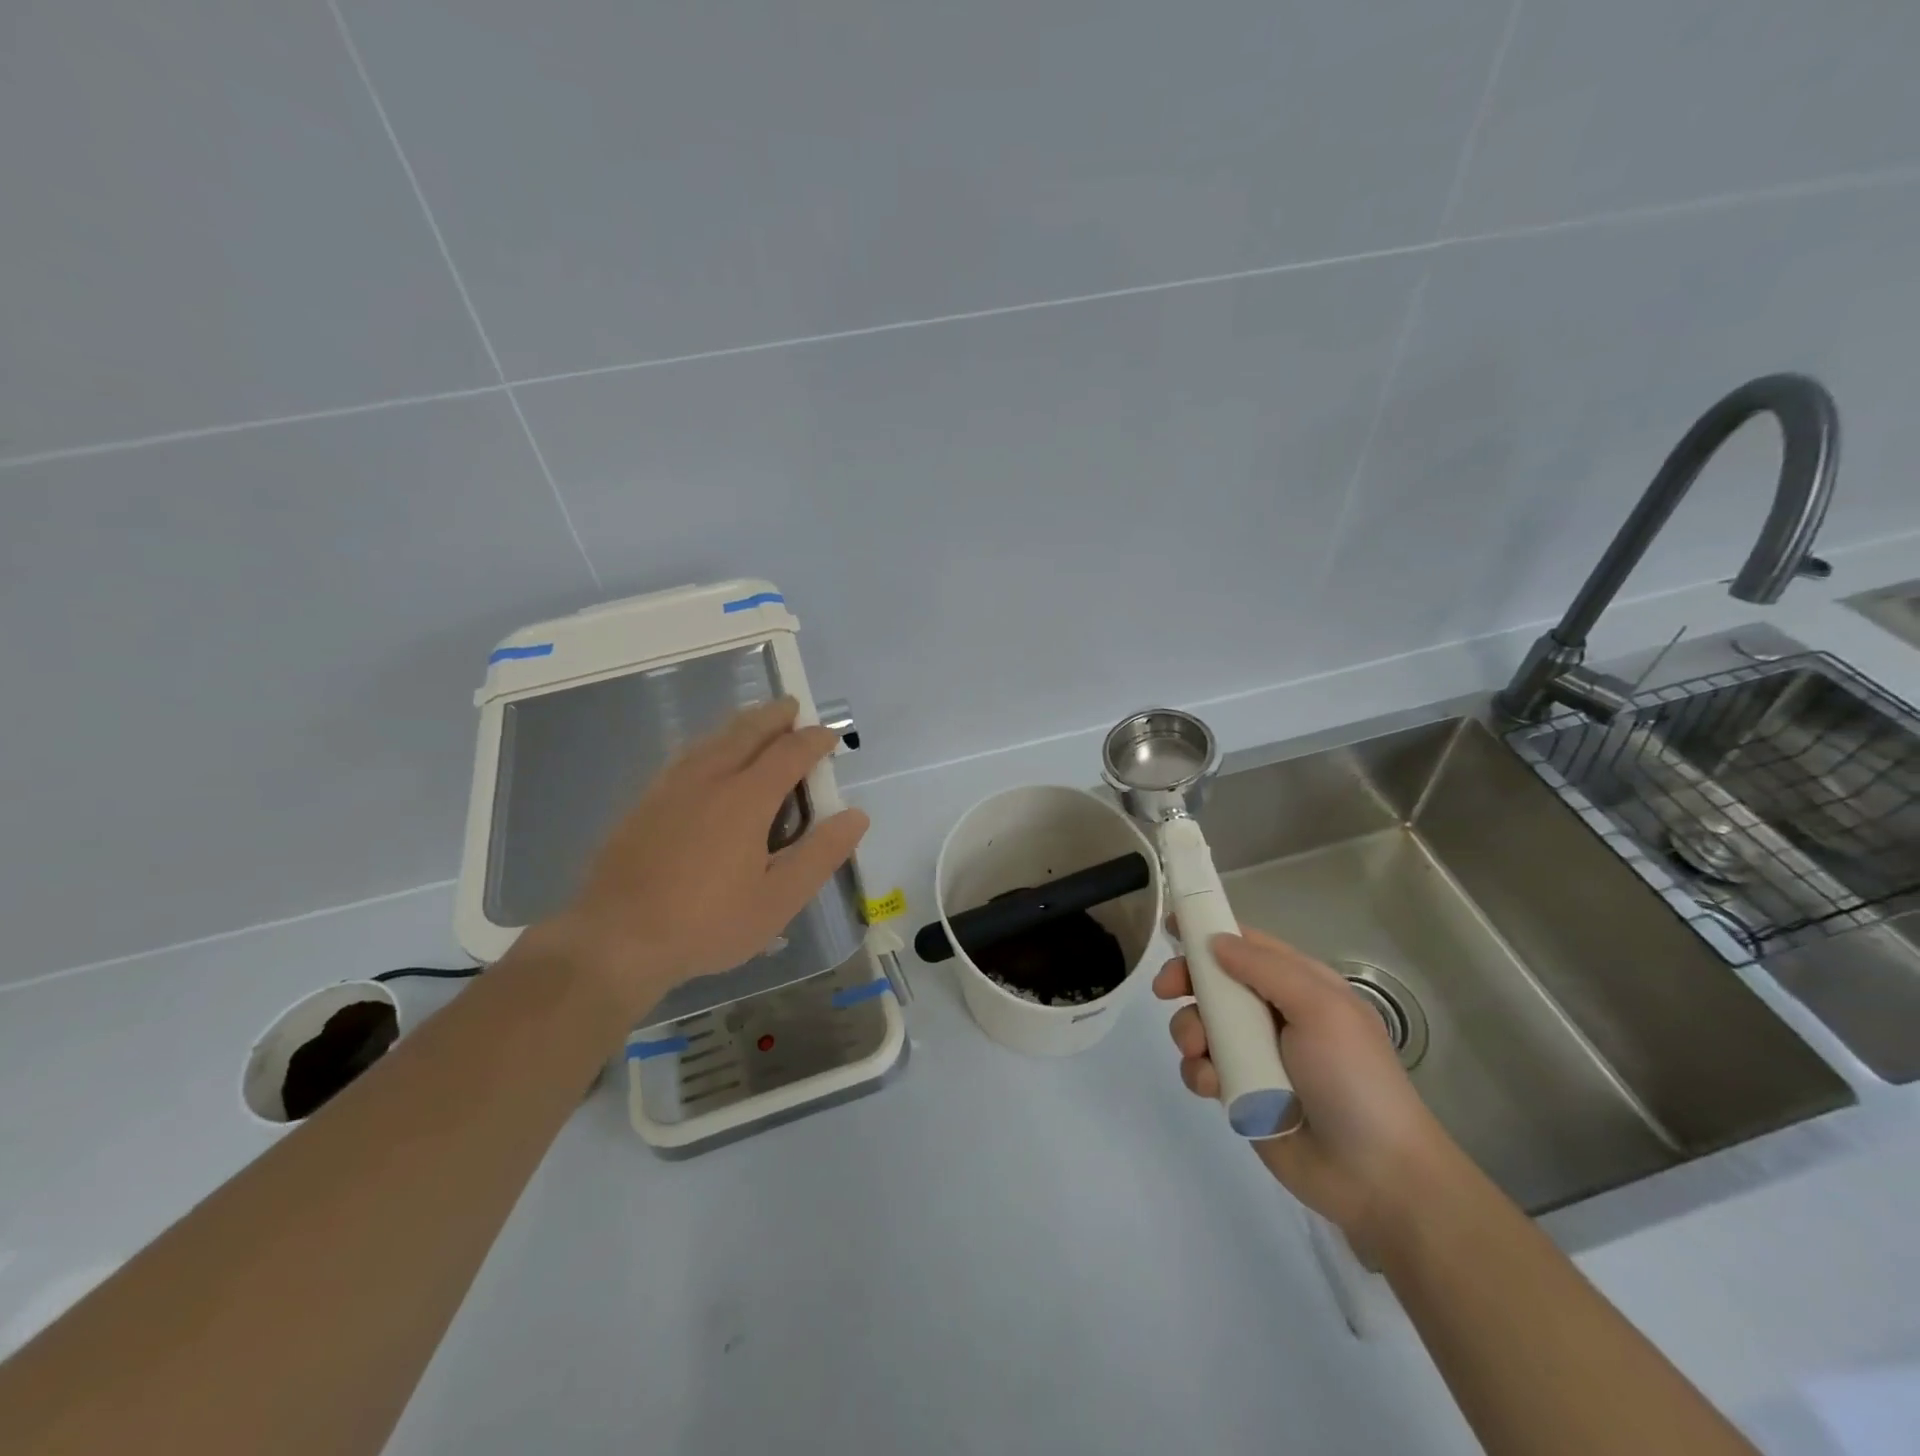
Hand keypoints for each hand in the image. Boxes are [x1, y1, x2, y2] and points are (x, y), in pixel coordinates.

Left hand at [539, 698, 868, 1015]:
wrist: (615, 939)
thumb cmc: (707, 923)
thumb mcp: (778, 900)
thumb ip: (820, 854)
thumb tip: (856, 815)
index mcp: (746, 798)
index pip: (789, 752)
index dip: (814, 740)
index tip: (830, 736)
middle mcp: (709, 779)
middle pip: (747, 731)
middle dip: (775, 716)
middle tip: (793, 707)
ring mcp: (671, 787)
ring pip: (712, 739)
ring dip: (741, 724)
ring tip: (756, 722)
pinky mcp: (644, 802)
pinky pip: (686, 755)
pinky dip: (710, 743)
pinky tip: (706, 756)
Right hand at [1154, 926, 1453, 1255]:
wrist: (1376, 1177)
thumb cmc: (1354, 1080)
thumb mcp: (1321, 1009)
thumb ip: (1265, 969)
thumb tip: (1215, 942)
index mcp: (1300, 986)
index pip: (1247, 945)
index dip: (1209, 932)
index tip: (1170, 927)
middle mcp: (1274, 1014)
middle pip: (1214, 982)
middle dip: (1186, 982)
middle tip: (1165, 990)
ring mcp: (1255, 1054)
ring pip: (1201, 1024)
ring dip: (1188, 1031)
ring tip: (1198, 1051)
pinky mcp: (1240, 1092)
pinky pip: (1201, 1068)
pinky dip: (1197, 1071)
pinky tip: (1211, 1087)